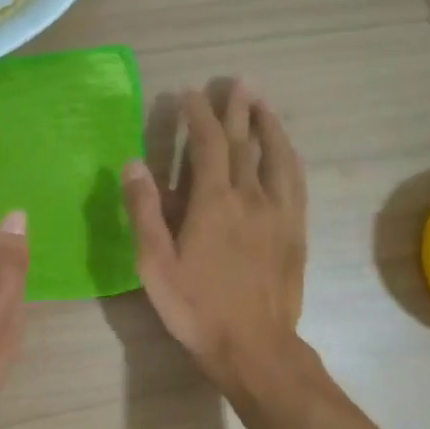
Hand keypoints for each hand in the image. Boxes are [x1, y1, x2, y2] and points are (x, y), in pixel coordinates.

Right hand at [123, 81, 307, 394]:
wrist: (253, 346)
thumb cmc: (195, 308)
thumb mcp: (155, 264)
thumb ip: (144, 211)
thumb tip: (134, 163)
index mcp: (214, 202)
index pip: (208, 144)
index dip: (197, 115)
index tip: (189, 94)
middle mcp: (251, 197)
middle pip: (245, 143)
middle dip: (237, 109)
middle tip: (236, 82)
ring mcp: (279, 213)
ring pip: (276, 157)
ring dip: (268, 125)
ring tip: (262, 103)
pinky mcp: (295, 230)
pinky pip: (295, 181)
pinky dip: (288, 157)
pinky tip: (285, 150)